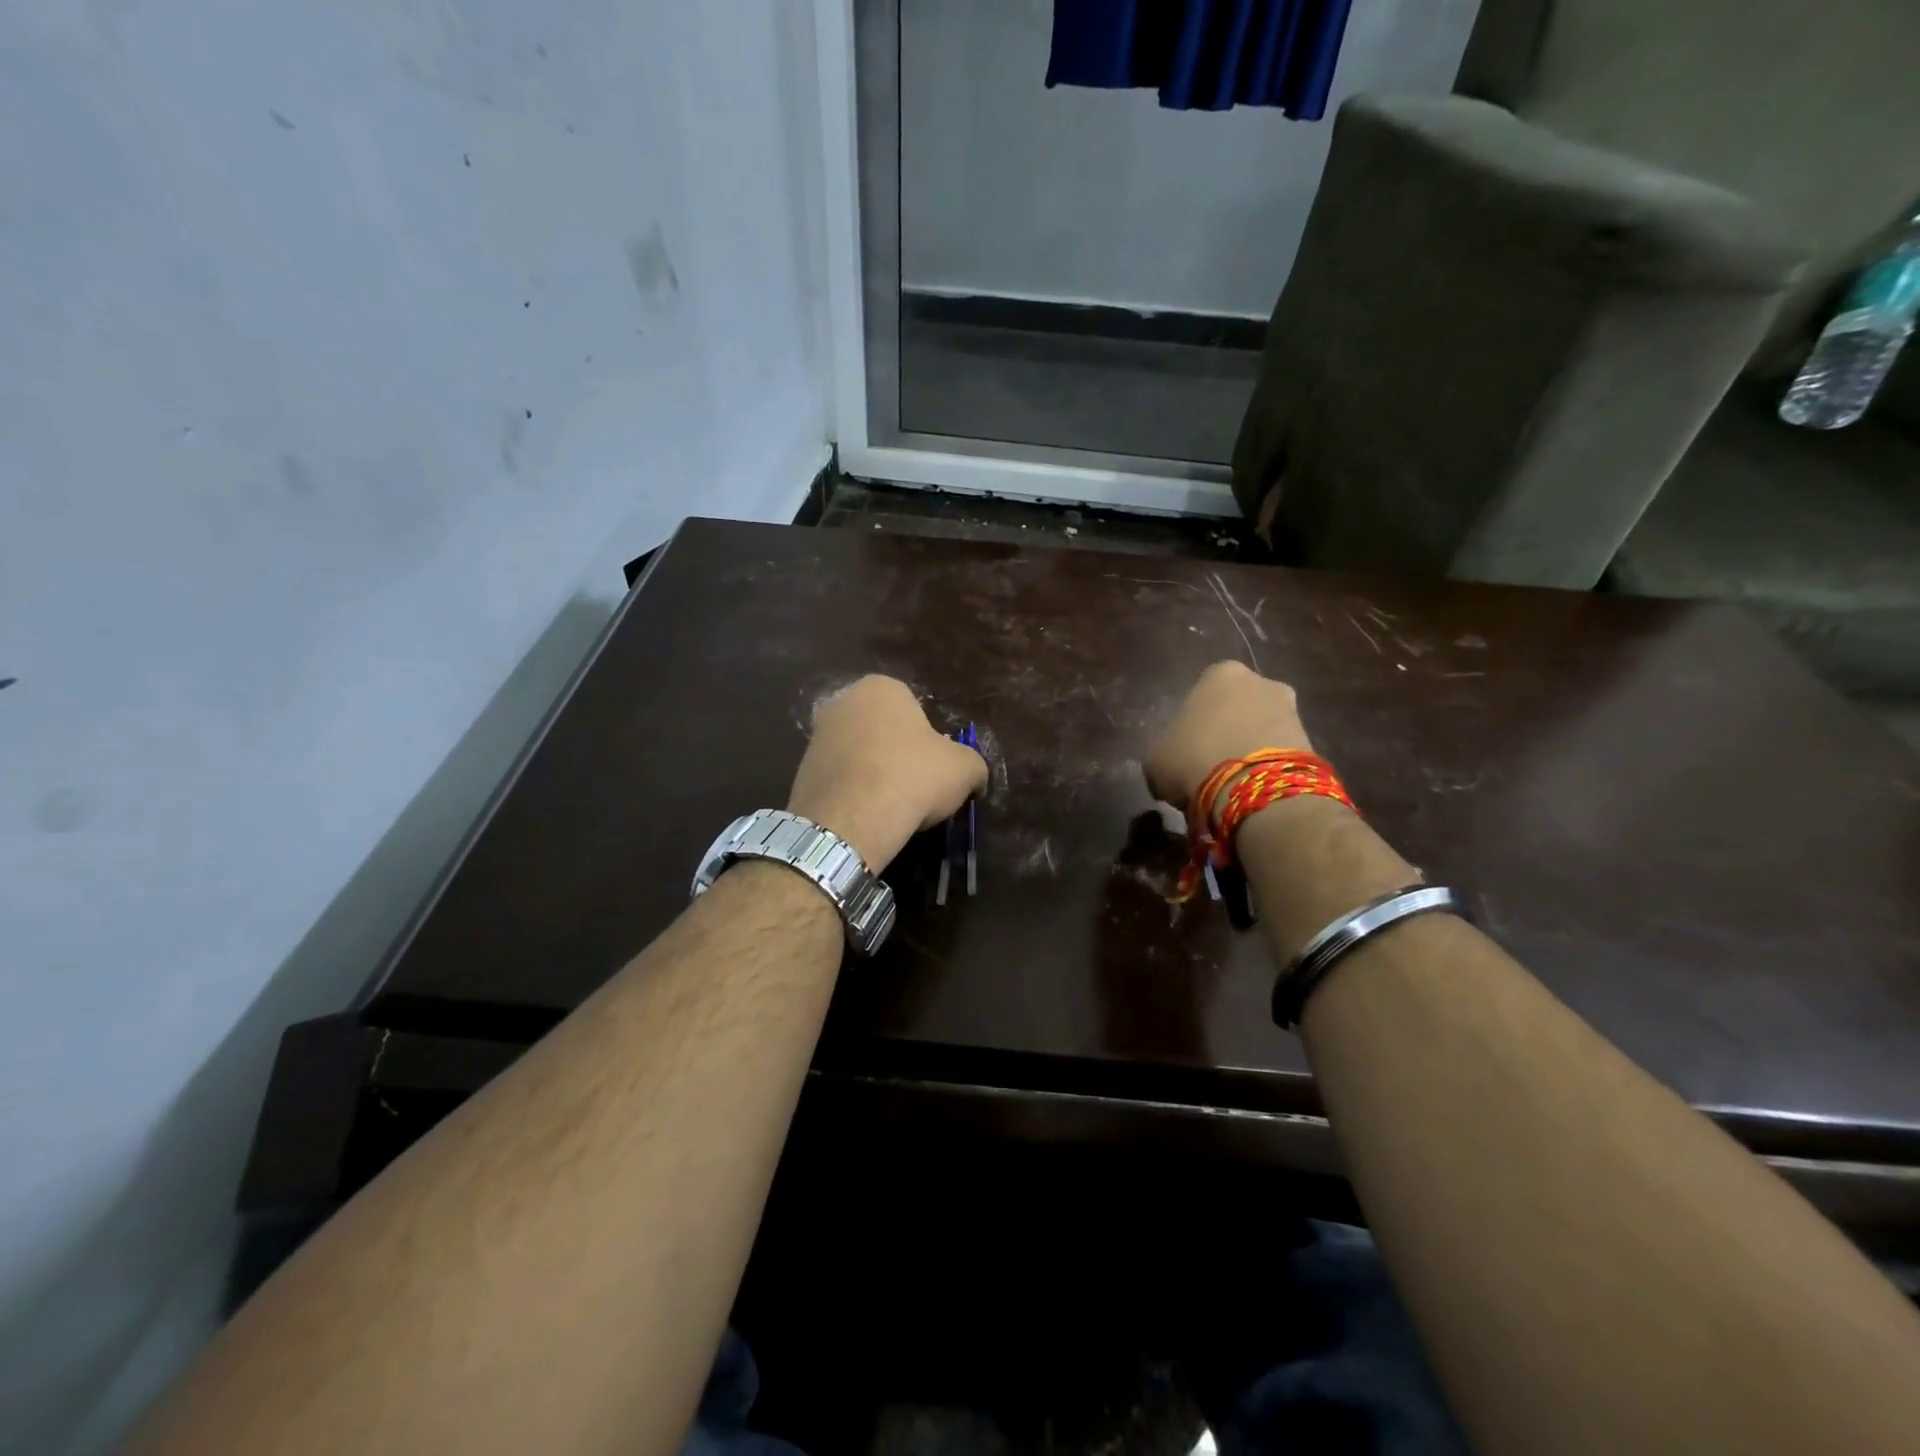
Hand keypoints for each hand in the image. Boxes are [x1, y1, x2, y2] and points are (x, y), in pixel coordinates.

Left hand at [787, 676, 988, 870]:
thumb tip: (975, 778)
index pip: (915, 710)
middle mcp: (843, 702)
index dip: (930, 742)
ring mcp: (817, 736)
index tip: (935, 769)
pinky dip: (853, 794)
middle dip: (898, 754)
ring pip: (859, 755)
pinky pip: (839, 779)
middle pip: (883, 730)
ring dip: (874, 775)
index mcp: (881, 688)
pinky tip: (866, 816)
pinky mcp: (801, 771)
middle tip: (915, 787)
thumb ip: (973, 765)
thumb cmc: (912, 777)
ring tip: (890, 807)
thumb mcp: (964, 769)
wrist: (851, 820)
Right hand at [1143, 661, 1314, 813]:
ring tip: (1231, 781)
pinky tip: (1251, 788)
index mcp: (1220, 672)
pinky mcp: (1312, 741)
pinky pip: (1279, 752)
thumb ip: (1165, 750)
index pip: (1201, 692)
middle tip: (1209, 762)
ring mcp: (1291, 709)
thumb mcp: (1156, 758)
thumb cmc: (1194, 758)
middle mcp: (1261, 680)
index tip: (1185, 748)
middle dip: (1227, 730)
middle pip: (1237, 706)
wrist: (1254, 788)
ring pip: (1261, 728)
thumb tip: (1173, 762)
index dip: (1192, 722)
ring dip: (1249, 749)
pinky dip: (1267, 767)